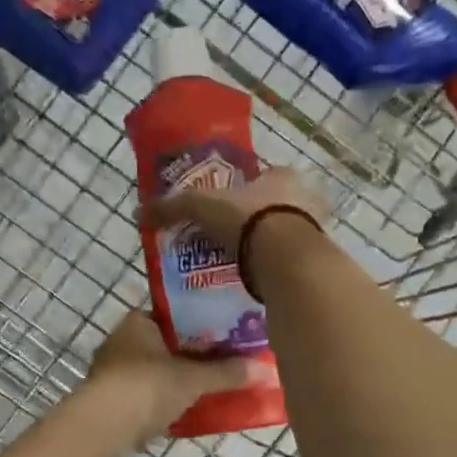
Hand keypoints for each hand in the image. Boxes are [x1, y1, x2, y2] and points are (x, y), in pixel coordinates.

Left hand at [76, 311, 270, 447]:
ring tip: (207, 390)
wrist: (102, 427)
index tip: (223, 336)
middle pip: (164, 345)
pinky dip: (161, 403)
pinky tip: (182, 414)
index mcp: (137, 322)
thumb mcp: (193, 379)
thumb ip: (226, 373)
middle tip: (222, 364)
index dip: (198, 324)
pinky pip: (143, 396)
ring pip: (153, 372)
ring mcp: (110, 372)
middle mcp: (120, 341)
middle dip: (189, 356)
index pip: (172, 315)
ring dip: (174, 382)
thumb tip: (264, 370)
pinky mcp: (107, 401)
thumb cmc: (147, 387)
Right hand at [137, 166, 330, 250]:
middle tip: (235, 237)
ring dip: (271, 246)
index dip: (249, 189)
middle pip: (280, 206)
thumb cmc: (248, 219)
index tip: (231, 206)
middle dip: (260, 219)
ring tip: (244, 263)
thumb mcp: (202, 207)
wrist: (286, 258)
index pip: (268, 175)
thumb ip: (173, 207)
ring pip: (290, 234)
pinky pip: (294, 262)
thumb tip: (139, 212)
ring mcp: (316, 230)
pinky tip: (260, 281)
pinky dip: (279, 269)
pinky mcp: (317, 260)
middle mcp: (305, 198)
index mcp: (283, 177)